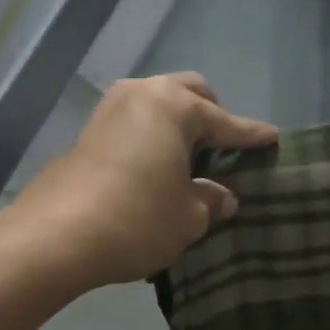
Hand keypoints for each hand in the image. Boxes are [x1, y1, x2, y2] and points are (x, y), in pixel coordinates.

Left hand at [10, 73, 277, 288]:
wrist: (56, 236)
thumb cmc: (138, 219)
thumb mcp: (188, 217)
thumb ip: (210, 200)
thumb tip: (222, 196)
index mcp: (175, 106)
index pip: (226, 121)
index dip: (251, 135)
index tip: (273, 138)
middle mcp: (142, 95)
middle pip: (189, 93)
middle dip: (212, 114)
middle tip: (225, 146)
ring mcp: (110, 110)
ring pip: (157, 104)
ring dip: (178, 124)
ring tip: (192, 157)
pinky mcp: (88, 132)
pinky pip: (136, 123)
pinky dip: (154, 136)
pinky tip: (158, 166)